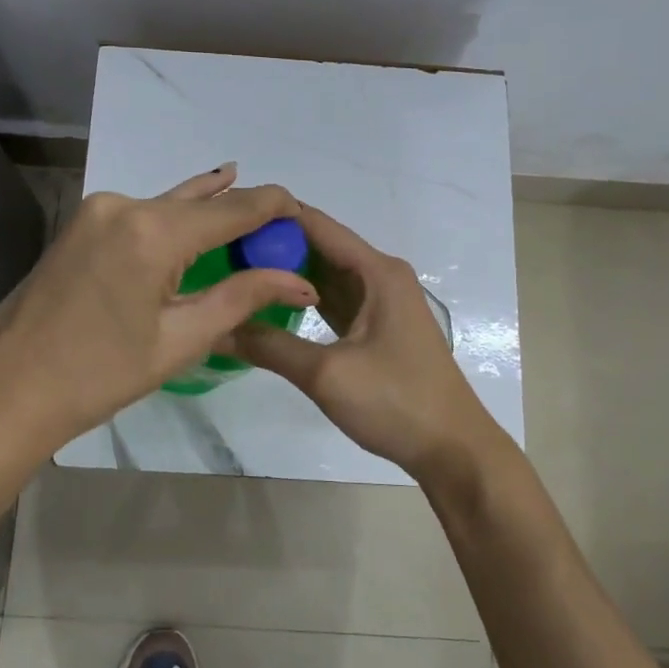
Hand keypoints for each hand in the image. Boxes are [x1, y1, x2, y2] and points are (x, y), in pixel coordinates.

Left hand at [0, 164, 314, 456]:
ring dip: (207, 214)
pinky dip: (173, 222)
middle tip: (281, 225)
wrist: (8, 389)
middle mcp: (124, 205)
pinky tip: (194, 217)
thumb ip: (241, 298)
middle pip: (200, 203)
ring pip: (169, 205)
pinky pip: (142, 215)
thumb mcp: (180, 340)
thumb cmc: (99, 376)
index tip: (304, 213)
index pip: (232, 208)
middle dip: (242, 212)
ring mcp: (97, 211)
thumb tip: (299, 282)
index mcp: (151, 231)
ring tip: (248, 211)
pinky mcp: (81, 224)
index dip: (273, 206)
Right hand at [233, 204, 505, 480]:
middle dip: (273, 246)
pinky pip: (334, 301)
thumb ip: (270, 346)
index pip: (316, 225)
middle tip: (219, 250)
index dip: (273, 218)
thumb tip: (216, 328)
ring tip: (235, 270)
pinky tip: (269, 303)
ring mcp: (381, 302)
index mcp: (377, 271)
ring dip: (286, 273)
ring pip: (325, 275)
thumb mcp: (327, 374)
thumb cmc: (396, 402)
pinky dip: (304, 299)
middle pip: (320, 247)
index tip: (226, 221)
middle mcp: (381, 276)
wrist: (452, 449)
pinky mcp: (377, 327)